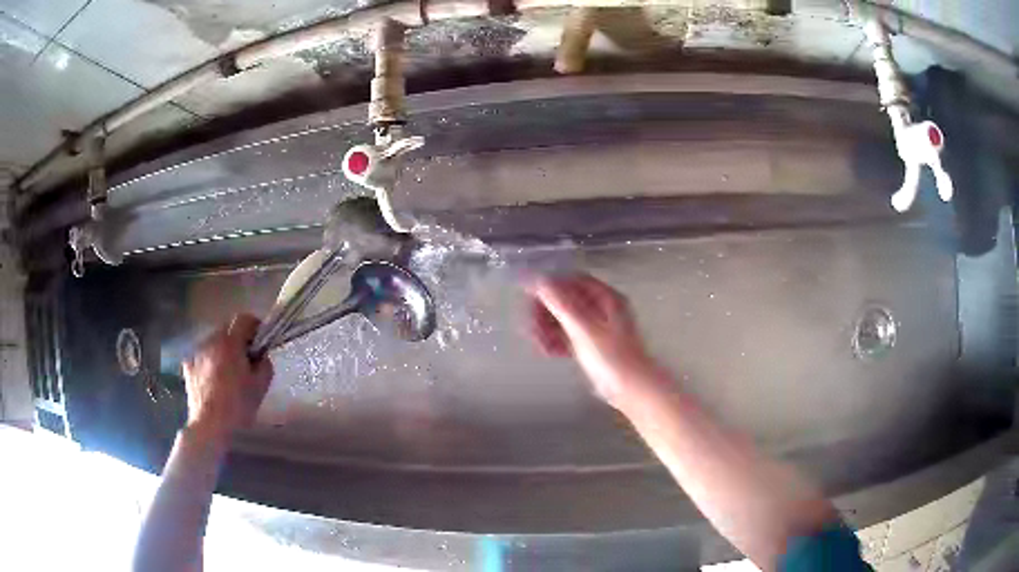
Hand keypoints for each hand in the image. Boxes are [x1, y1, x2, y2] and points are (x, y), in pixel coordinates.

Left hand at [182, 314, 273, 441]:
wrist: (210, 426)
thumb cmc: (238, 406)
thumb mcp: (260, 386)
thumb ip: (265, 364)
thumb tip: (261, 356)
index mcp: (230, 343)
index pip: (244, 319)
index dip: (255, 326)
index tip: (260, 341)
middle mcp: (211, 341)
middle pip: (227, 329)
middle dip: (237, 339)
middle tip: (245, 359)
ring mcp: (197, 353)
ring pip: (213, 342)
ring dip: (222, 350)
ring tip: (227, 372)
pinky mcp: (188, 366)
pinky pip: (202, 356)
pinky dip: (209, 362)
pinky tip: (213, 380)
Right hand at [529, 274, 657, 406]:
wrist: (632, 390)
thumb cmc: (611, 357)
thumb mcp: (583, 327)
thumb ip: (559, 302)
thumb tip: (537, 279)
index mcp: (605, 297)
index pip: (571, 280)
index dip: (549, 286)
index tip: (529, 298)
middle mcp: (602, 308)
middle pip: (565, 300)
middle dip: (545, 312)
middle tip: (532, 328)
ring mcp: (596, 328)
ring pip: (564, 319)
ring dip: (547, 328)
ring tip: (540, 345)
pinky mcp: (591, 346)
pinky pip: (567, 336)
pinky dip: (556, 341)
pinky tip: (548, 352)